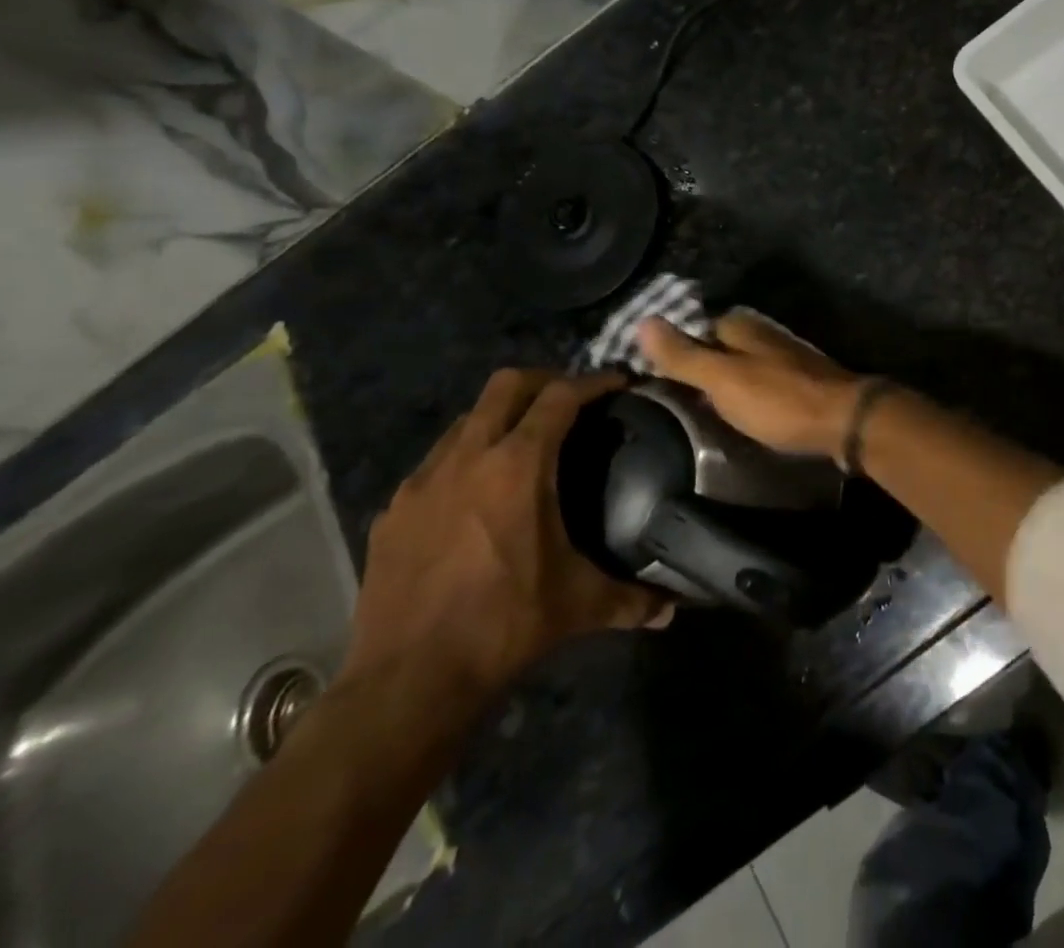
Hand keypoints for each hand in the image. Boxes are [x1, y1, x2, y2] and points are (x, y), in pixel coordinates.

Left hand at [342, 370, 669, 711]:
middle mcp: (467, 458)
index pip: (561, 397)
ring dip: (500, 418)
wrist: (406, 682)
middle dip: (544, 381)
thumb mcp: (578, 605)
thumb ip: (631, 598)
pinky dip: (464, 459)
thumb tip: (672, 608)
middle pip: (506, 384)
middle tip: (571, 402)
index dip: (594, 382)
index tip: (618, 384)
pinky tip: (476, 497)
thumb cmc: (503, 625)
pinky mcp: (392, 512)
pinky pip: (435, 463)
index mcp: (518, 466)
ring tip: (524, 444)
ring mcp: (422, 483)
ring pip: (466, 419)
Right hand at [637, 310, 863, 459]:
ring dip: (723, 382)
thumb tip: (643, 320)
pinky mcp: (801, 380)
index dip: (675, 349)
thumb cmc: (779, 400)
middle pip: (720, 345)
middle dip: (699, 365)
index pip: (696, 327)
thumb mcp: (722, 379)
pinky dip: (746, 394)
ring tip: (699, 411)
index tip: (651, 374)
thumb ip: (684, 355)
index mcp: (743, 325)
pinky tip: (740, 414)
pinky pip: (762, 382)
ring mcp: (786, 356)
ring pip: (742, 364)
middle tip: (672, 398)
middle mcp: (764, 333)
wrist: (845, 421)